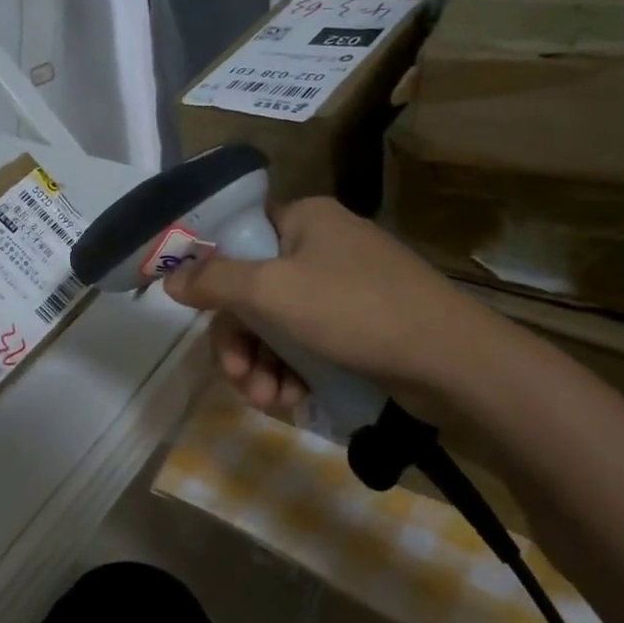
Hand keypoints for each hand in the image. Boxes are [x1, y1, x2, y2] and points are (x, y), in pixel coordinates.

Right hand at [161, 198, 482, 412]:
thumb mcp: (273, 292)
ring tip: (268, 402)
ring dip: (263, 365)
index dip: (213, 278)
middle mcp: (322, 246)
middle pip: (255, 291)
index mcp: (304, 220)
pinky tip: (293, 401)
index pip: (239, 239)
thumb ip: (215, 282)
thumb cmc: (355, 310)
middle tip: (237, 379)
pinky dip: (294, 371)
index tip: (200, 318)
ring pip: (280, 324)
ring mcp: (345, 287)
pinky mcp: (361, 325)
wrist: (452, 361)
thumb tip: (171, 279)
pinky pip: (309, 343)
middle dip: (241, 342)